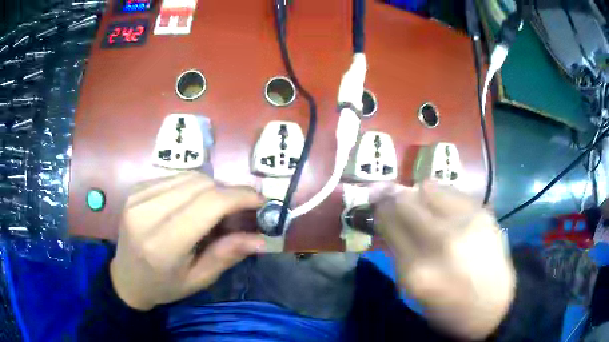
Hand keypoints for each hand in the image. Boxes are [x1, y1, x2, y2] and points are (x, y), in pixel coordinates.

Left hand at [110, 172, 265, 310]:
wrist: (126, 278)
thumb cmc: (163, 286)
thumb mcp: (198, 279)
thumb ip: (227, 255)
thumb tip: (261, 239)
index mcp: (162, 245)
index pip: (208, 205)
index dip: (239, 197)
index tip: (260, 201)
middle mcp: (146, 213)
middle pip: (200, 184)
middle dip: (228, 192)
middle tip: (239, 211)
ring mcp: (137, 196)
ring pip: (189, 176)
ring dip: (211, 188)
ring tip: (216, 209)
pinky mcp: (136, 188)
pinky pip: (175, 177)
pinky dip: (192, 187)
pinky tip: (192, 204)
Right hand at [373, 182, 514, 339]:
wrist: (496, 303)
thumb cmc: (450, 308)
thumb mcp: (414, 291)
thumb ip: (398, 254)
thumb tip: (384, 221)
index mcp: (417, 271)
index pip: (388, 224)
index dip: (379, 211)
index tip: (375, 206)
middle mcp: (441, 241)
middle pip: (405, 201)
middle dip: (392, 198)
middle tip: (391, 199)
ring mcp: (465, 222)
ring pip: (428, 187)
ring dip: (418, 195)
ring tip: (422, 207)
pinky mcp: (482, 211)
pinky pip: (451, 190)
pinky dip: (440, 196)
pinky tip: (444, 210)